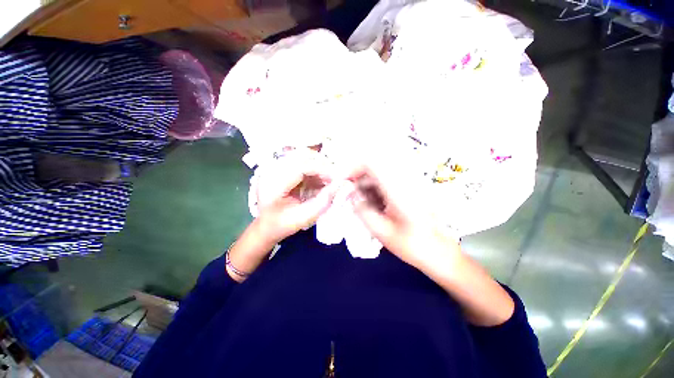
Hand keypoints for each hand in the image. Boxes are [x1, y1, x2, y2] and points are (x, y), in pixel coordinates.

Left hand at [256, 149, 338, 243]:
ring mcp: (273, 167)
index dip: (321, 169)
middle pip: (300, 156)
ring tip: (327, 178)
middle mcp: (270, 171)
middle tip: (333, 178)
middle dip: (321, 164)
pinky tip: (319, 178)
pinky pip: (299, 160)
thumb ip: (322, 202)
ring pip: (300, 156)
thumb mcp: (304, 218)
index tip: (336, 178)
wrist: (264, 226)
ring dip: (317, 164)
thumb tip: (339, 185)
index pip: (300, 167)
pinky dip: (312, 167)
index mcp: (272, 185)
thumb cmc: (282, 225)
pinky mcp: (278, 167)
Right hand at [346, 160, 513, 325]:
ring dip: (366, 189)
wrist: (442, 254)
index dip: (353, 169)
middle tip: (349, 199)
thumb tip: (350, 196)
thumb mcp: (382, 231)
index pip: (371, 164)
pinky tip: (374, 208)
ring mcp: (408, 186)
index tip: (343, 182)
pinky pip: (386, 186)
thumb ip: (362, 211)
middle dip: (358, 182)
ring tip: (361, 206)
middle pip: (374, 170)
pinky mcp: (409, 192)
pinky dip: (375, 193)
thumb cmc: (413, 246)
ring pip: (379, 178)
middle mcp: (403, 182)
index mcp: (397, 189)